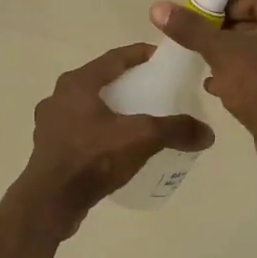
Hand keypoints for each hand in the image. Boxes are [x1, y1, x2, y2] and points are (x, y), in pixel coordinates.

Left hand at [10, 43, 214, 228]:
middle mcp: (59, 96)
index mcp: (77, 83)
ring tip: (137, 120)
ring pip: (88, 107)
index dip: (140, 55)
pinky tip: (115, 147)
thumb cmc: (92, 158)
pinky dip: (100, 132)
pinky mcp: (49, 148)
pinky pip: (80, 130)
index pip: (114, 58)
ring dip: (112, 109)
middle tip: (154, 90)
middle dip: (127, 83)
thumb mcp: (141, 139)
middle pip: (101, 81)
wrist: (50, 202)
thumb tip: (207, 133)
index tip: (162, 58)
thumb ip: (175, 130)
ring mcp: (50, 123)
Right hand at [150, 0, 256, 134]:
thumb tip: (158, 7)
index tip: (201, 18)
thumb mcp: (221, 51)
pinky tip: (217, 86)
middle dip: (228, 34)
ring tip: (205, 64)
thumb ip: (191, 28)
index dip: (226, 6)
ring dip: (235, 57)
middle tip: (200, 41)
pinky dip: (247, 76)